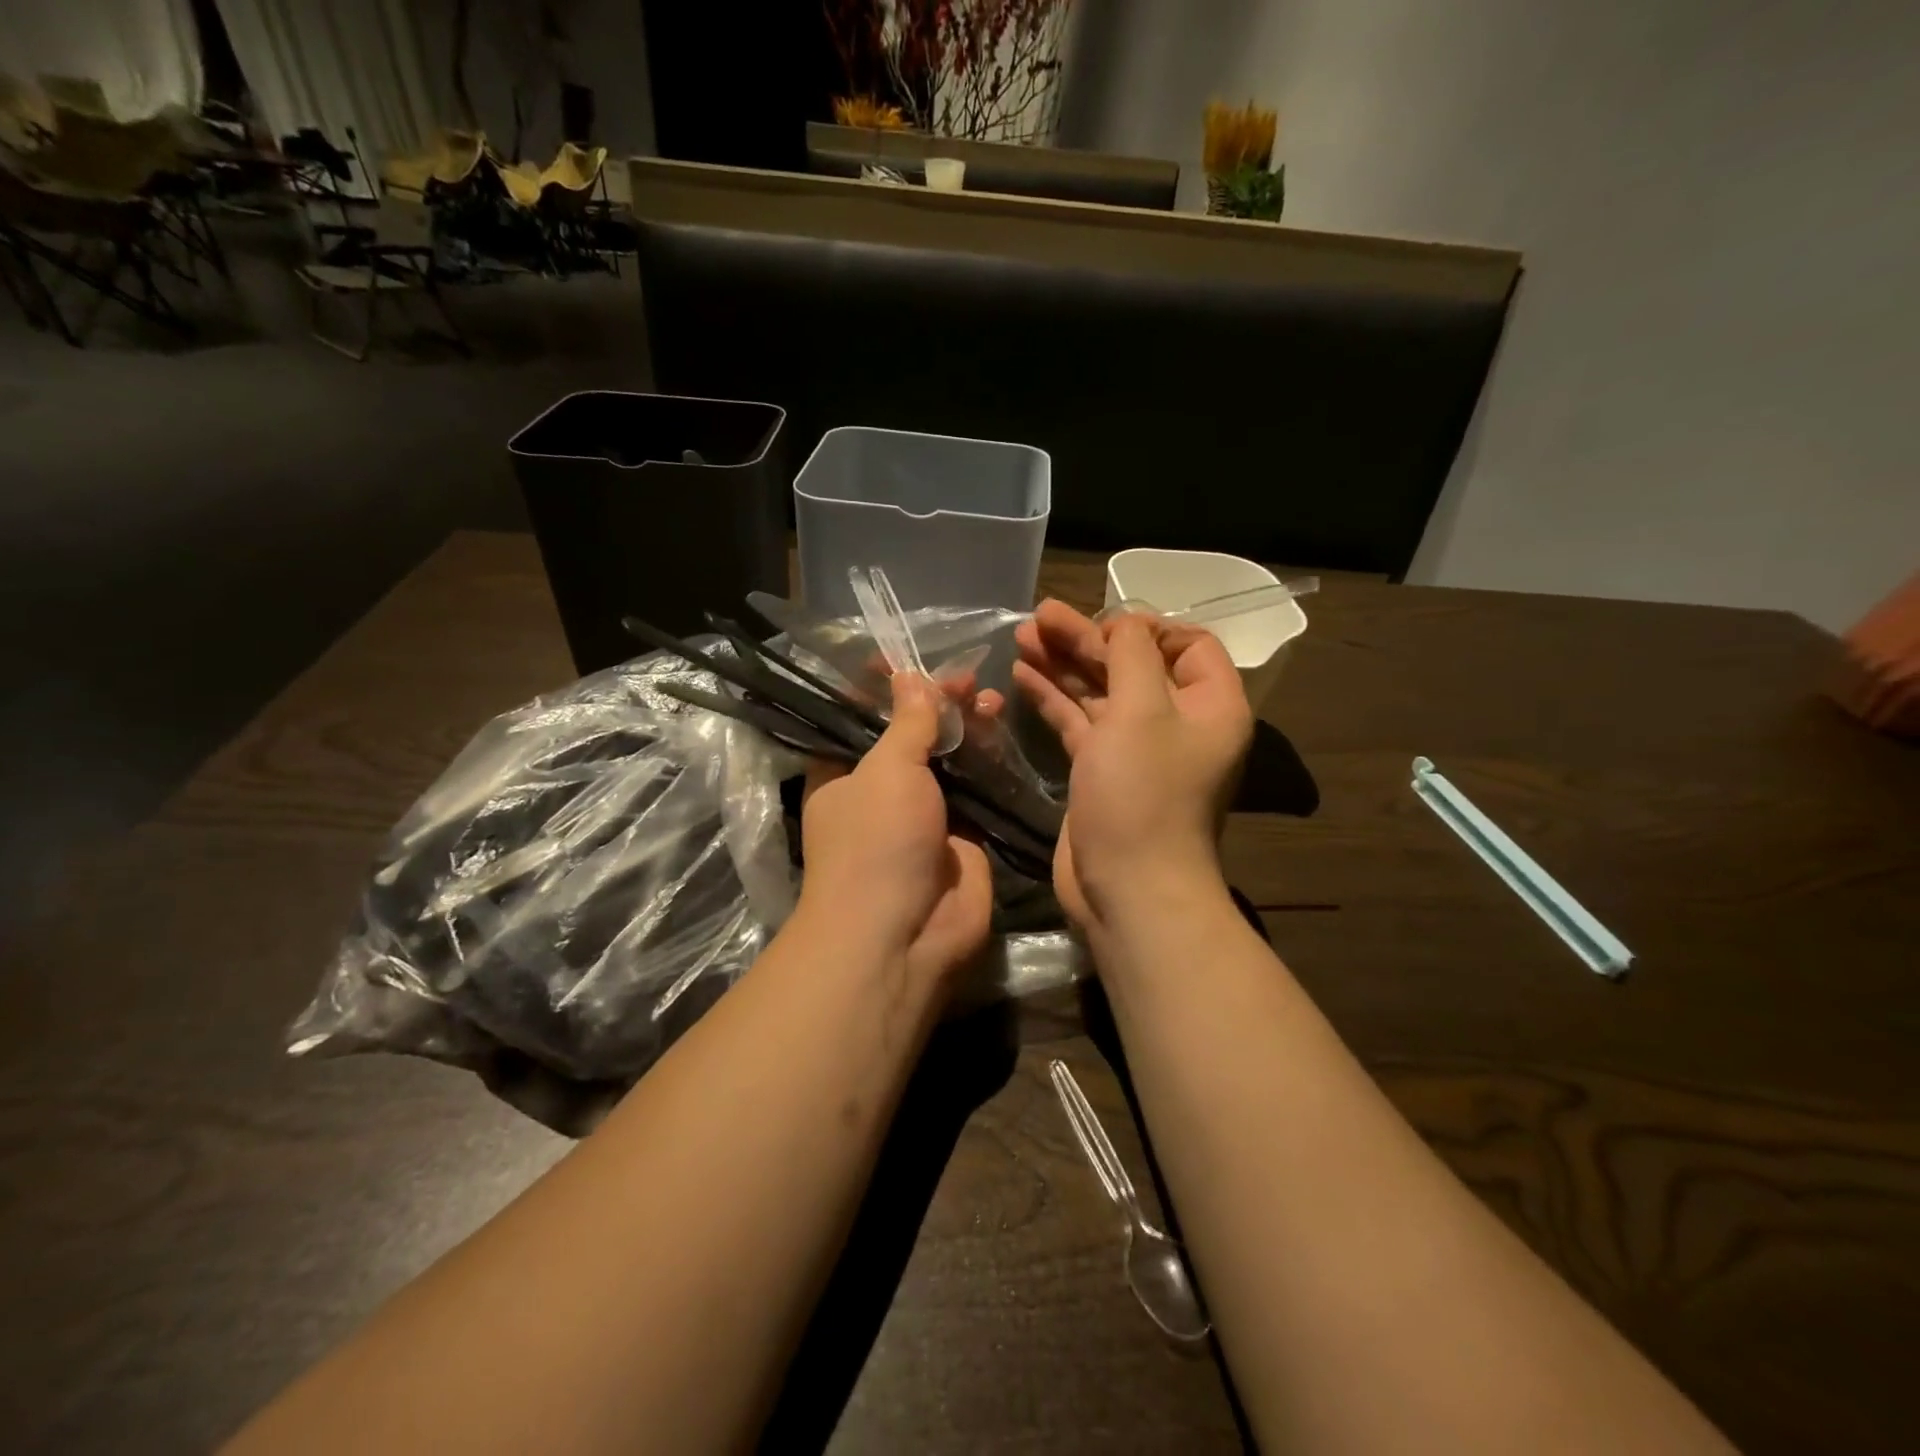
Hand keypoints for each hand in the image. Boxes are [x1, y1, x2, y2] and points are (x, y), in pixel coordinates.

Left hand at [796, 674, 994, 986]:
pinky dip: (989, 762)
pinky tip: (1004, 731)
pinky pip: (977, 790)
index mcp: (842, 774)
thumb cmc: (877, 841)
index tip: (909, 660)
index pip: (860, 720)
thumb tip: (909, 677)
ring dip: (966, 729)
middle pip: (910, 736)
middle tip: (964, 679)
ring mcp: (923, 816)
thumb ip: (907, 722)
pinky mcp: (962, 837)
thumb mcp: (886, 770)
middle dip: (935, 705)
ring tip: (990, 698)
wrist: (904, 934)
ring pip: (947, 761)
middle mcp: (880, 792)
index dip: (883, 690)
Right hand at [1014, 600, 1252, 928]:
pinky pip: (1080, 724)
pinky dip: (1054, 699)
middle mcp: (1178, 724)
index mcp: (1209, 705)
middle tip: (1037, 617)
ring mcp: (1137, 750)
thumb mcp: (1141, 711)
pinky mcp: (1102, 772)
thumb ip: (1132, 655)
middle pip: (1133, 665)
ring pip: (1101, 693)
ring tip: (1020, 637)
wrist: (1128, 889)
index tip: (1102, 620)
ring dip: (1064, 665)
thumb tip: (1124, 625)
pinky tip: (1021, 676)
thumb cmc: (1143, 795)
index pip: (1189, 645)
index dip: (1146, 627)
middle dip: (1086, 639)